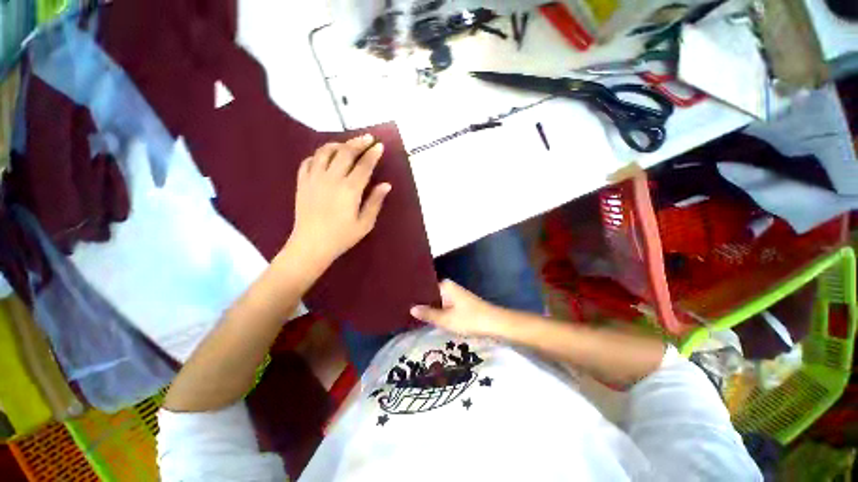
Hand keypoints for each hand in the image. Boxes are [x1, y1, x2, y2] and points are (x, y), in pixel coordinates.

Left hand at [286, 134, 390, 269]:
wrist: (311, 245)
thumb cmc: (342, 236)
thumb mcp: (365, 223)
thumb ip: (375, 202)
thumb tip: (386, 185)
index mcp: (349, 190)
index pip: (364, 165)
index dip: (373, 154)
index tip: (379, 146)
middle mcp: (331, 179)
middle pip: (345, 152)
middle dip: (358, 143)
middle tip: (367, 138)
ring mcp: (314, 179)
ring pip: (325, 152)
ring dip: (337, 144)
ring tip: (346, 145)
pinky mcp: (302, 182)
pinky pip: (308, 161)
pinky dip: (318, 155)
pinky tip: (325, 158)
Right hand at [410, 280, 505, 336]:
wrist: (495, 324)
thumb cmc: (469, 319)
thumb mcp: (446, 319)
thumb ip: (428, 314)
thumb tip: (411, 308)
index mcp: (445, 285)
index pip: (424, 286)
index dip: (414, 294)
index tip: (401, 299)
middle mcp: (449, 287)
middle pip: (430, 293)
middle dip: (420, 301)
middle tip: (402, 308)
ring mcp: (454, 295)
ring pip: (436, 300)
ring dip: (428, 307)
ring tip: (410, 313)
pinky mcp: (458, 303)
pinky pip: (443, 305)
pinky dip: (436, 311)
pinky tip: (427, 317)